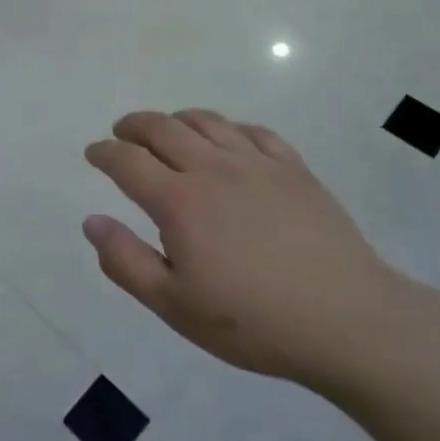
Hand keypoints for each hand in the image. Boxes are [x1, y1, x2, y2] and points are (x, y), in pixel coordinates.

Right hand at [84, 110, 421, 391]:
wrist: (347, 321)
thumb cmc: (252, 320)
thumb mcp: (174, 305)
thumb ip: (126, 261)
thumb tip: (92, 222)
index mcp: (179, 201)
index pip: (128, 161)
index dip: (104, 153)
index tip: (93, 153)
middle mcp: (213, 169)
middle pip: (163, 129)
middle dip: (134, 125)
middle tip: (122, 132)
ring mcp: (258, 164)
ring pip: (208, 122)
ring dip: (177, 119)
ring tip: (168, 128)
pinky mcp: (295, 170)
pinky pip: (255, 132)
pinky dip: (230, 128)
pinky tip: (229, 139)